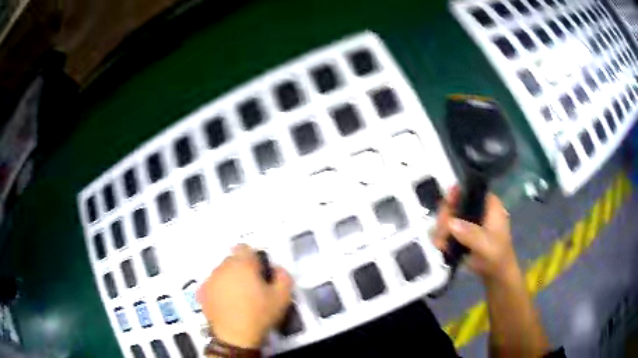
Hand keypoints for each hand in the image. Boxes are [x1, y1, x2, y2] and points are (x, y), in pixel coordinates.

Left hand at [197, 244, 292, 348]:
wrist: (235, 337)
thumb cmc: (259, 314)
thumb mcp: (283, 296)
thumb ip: (283, 275)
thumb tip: (277, 268)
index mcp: (242, 264)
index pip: (245, 248)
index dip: (253, 258)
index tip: (259, 272)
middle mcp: (222, 267)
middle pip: (232, 260)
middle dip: (242, 269)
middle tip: (251, 287)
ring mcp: (209, 280)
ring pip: (221, 272)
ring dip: (229, 278)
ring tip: (238, 297)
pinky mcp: (201, 292)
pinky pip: (212, 284)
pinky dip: (218, 289)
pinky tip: (226, 303)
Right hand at [433, 186, 519, 282]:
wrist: (495, 275)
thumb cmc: (497, 256)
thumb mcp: (487, 245)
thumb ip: (471, 234)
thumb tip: (450, 223)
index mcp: (489, 204)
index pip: (470, 190)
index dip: (456, 194)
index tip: (446, 207)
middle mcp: (477, 208)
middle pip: (454, 202)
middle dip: (445, 217)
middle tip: (442, 232)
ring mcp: (468, 221)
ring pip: (447, 216)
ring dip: (441, 229)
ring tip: (441, 244)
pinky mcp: (460, 233)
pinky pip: (445, 230)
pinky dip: (441, 237)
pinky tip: (441, 247)